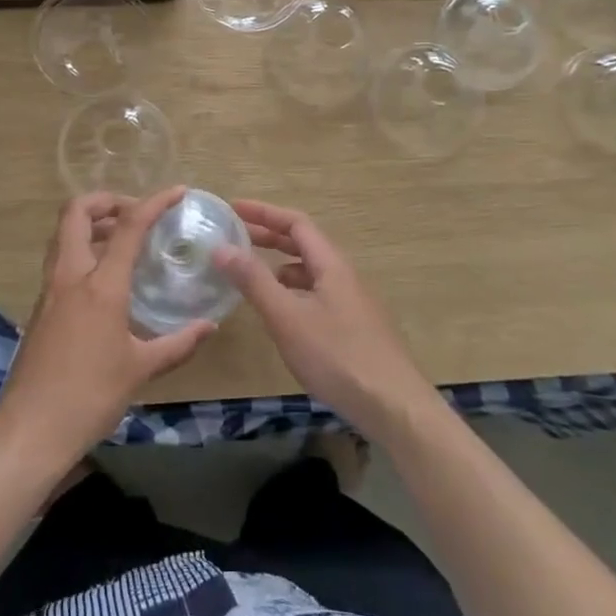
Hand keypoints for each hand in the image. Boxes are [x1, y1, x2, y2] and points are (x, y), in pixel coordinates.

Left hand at [0, 186, 215, 468]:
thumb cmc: (90, 396)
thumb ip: (178, 343)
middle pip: (76, 213)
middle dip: (106, 200)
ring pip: (63, 234)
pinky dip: (83, 250)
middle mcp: (70, 276)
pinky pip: (60, 260)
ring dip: (91, 223)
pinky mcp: (40, 307)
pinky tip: (105, 277)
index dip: (154, 202)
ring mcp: (50, 290)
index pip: (128, 227)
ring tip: (123, 238)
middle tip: (135, 212)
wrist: (31, 429)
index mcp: (100, 286)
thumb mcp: (141, 369)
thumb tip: (208, 326)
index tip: (177, 192)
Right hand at [214, 200, 437, 439]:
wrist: (393, 406)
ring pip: (311, 271)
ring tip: (251, 273)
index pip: (296, 223)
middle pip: (305, 244)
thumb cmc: (337, 356)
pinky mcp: (354, 328)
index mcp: (331, 265)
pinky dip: (292, 290)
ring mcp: (352, 303)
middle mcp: (344, 276)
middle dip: (269, 235)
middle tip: (234, 236)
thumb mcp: (287, 317)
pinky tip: (281, 312)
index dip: (264, 213)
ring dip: (280, 264)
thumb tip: (221, 247)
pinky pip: (317, 294)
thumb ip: (254, 281)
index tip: (233, 210)